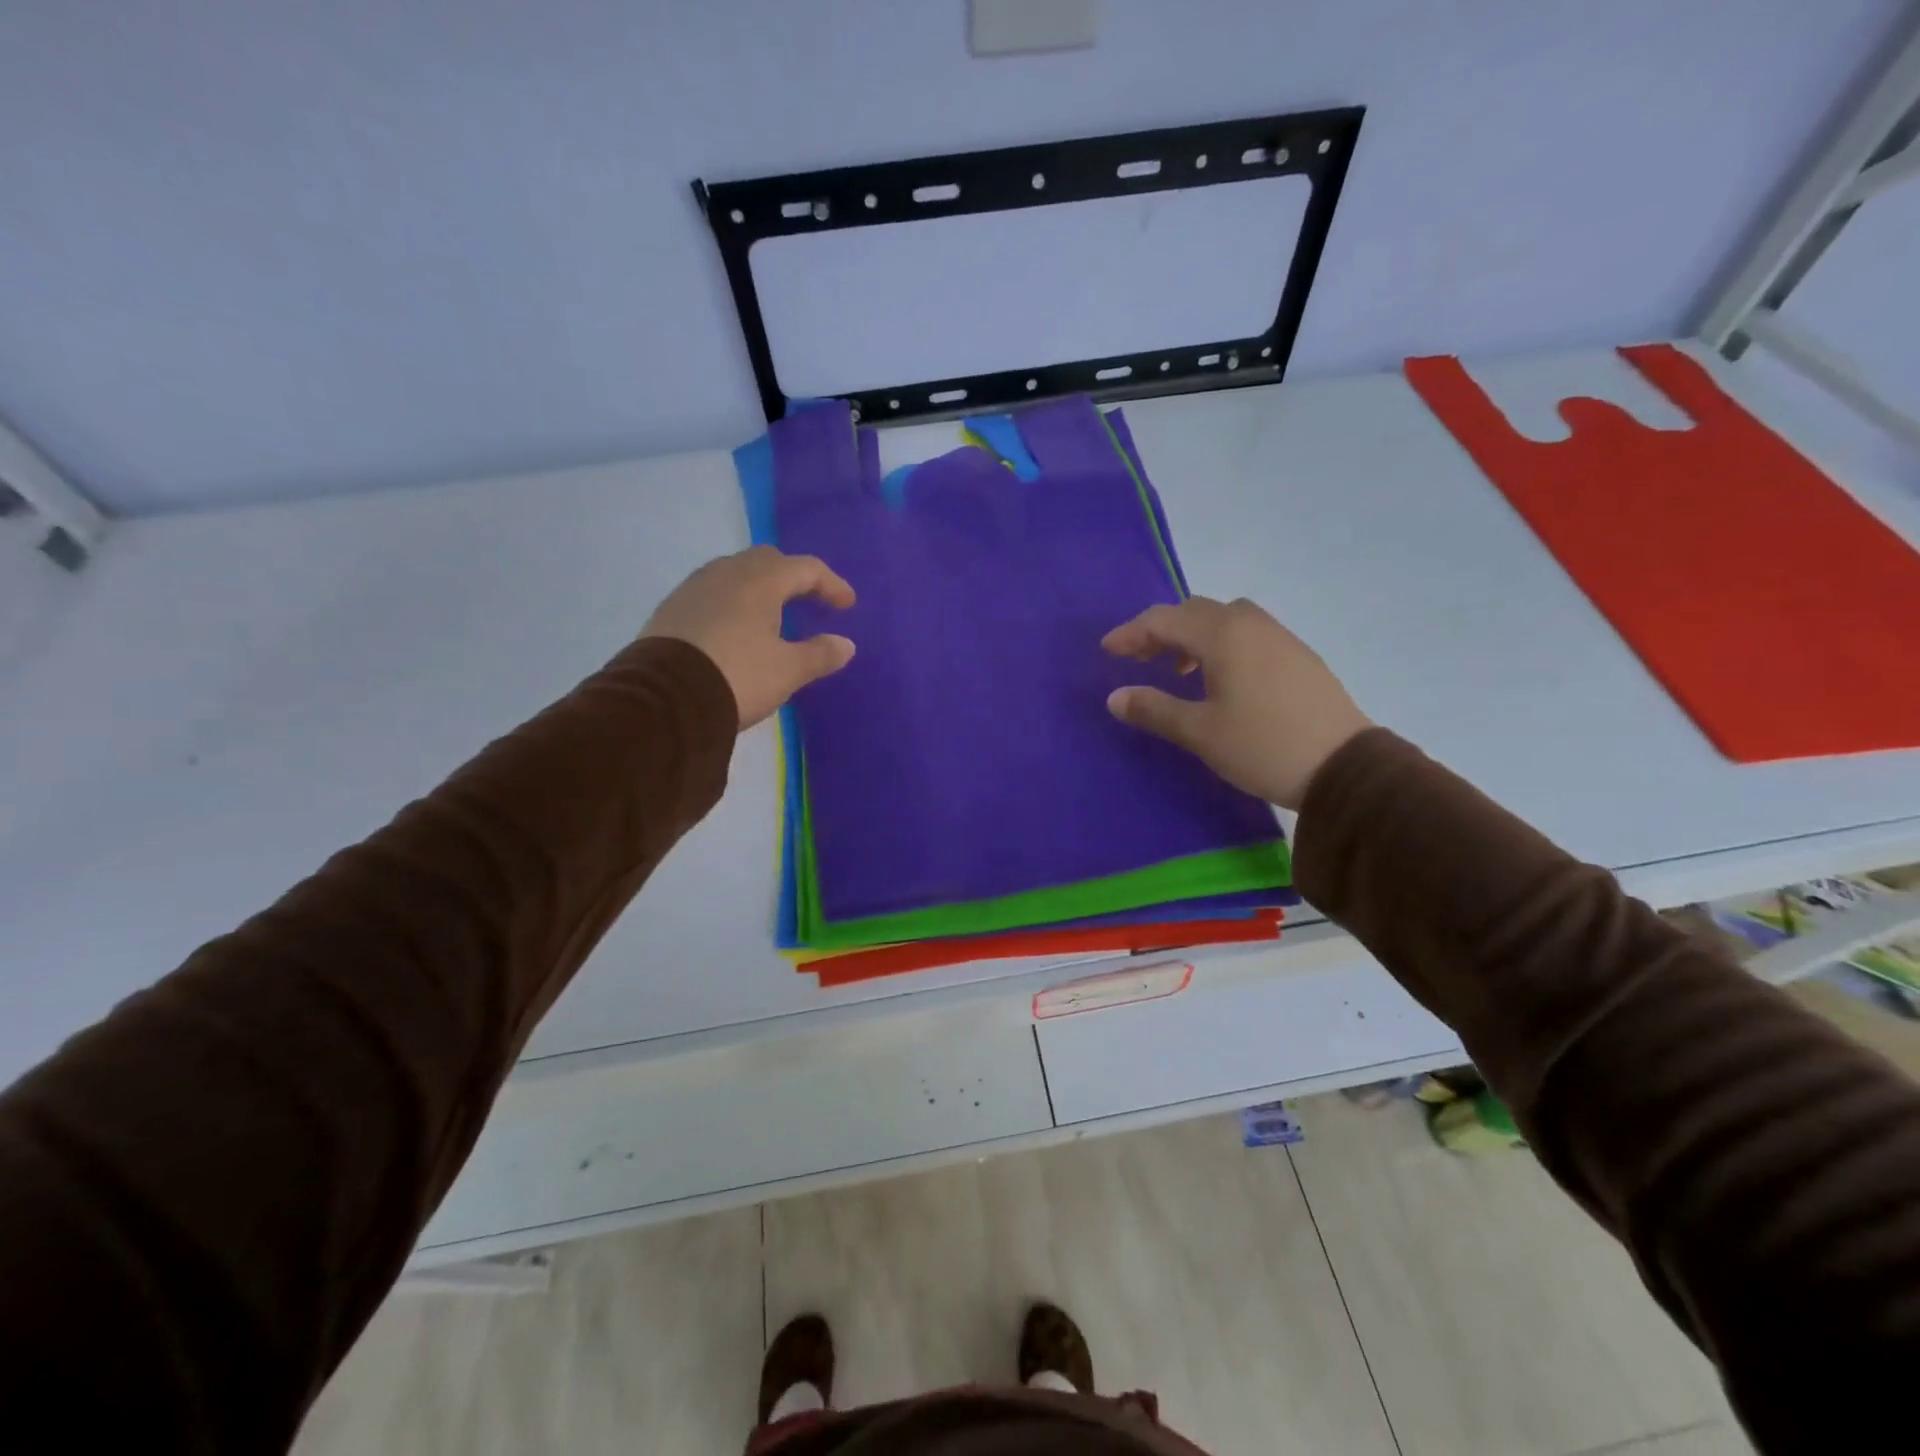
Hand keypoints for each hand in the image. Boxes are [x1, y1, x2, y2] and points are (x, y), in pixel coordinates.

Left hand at [642, 547, 855, 729]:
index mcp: (760, 581)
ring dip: (760, 588)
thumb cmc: (737, 676)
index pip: (806, 569)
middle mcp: (726, 573)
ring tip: (772, 615)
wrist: (664, 699)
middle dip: (794, 578)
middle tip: (810, 601)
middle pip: (768, 561)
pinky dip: (733, 602)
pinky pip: (712, 593)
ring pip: (735, 574)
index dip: (831, 585)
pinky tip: (735, 629)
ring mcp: (693, 588)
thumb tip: (845, 644)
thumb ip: (820, 654)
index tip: (847, 606)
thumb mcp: (787, 671)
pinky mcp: (671, 609)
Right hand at [1101, 596, 1371, 809]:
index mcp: (1223, 635)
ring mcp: (1279, 637)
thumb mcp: (1199, 732)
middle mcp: (1250, 624)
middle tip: (1137, 658)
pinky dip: (1221, 643)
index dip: (1130, 633)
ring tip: (1178, 669)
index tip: (1107, 651)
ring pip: (1224, 620)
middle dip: (1160, 630)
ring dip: (1192, 635)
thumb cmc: (1261, 746)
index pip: (1164, 620)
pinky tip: (1220, 677)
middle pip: (1194, 612)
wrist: (1344, 767)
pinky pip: (1247, 633)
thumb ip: (1153, 709)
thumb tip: (1115, 697)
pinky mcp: (1298, 656)